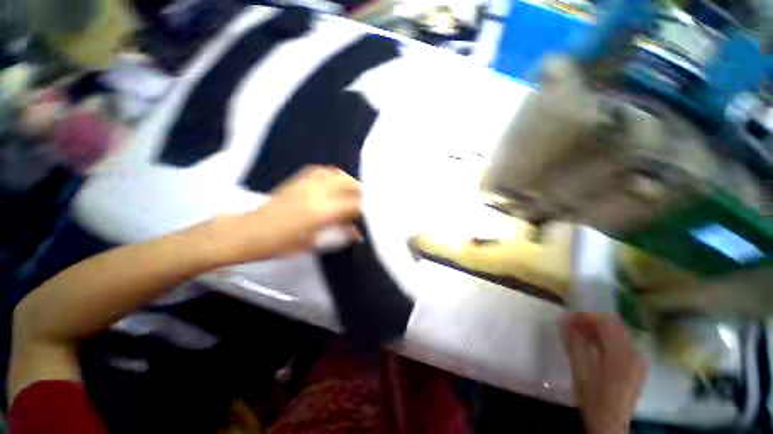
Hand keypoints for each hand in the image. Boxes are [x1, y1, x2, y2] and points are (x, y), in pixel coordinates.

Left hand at [215, 165, 361, 261]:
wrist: (250, 231)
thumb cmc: (282, 243)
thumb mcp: (315, 242)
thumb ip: (340, 233)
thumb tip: (358, 233)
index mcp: (323, 211)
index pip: (355, 204)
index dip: (367, 208)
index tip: (373, 212)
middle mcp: (319, 192)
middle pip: (350, 184)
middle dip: (362, 192)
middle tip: (366, 202)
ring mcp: (308, 182)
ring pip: (338, 175)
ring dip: (349, 182)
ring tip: (353, 192)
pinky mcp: (299, 178)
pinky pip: (324, 171)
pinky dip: (334, 176)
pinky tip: (335, 184)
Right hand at [561, 312, 647, 433]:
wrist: (610, 423)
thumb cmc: (592, 399)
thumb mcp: (580, 372)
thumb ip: (574, 345)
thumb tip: (565, 321)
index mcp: (618, 355)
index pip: (604, 323)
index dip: (586, 315)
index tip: (570, 315)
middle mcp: (632, 354)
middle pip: (615, 325)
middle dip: (593, 321)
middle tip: (575, 324)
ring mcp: (638, 360)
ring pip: (620, 333)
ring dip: (601, 329)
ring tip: (584, 333)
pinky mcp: (639, 367)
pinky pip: (626, 344)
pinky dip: (610, 339)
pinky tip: (599, 346)